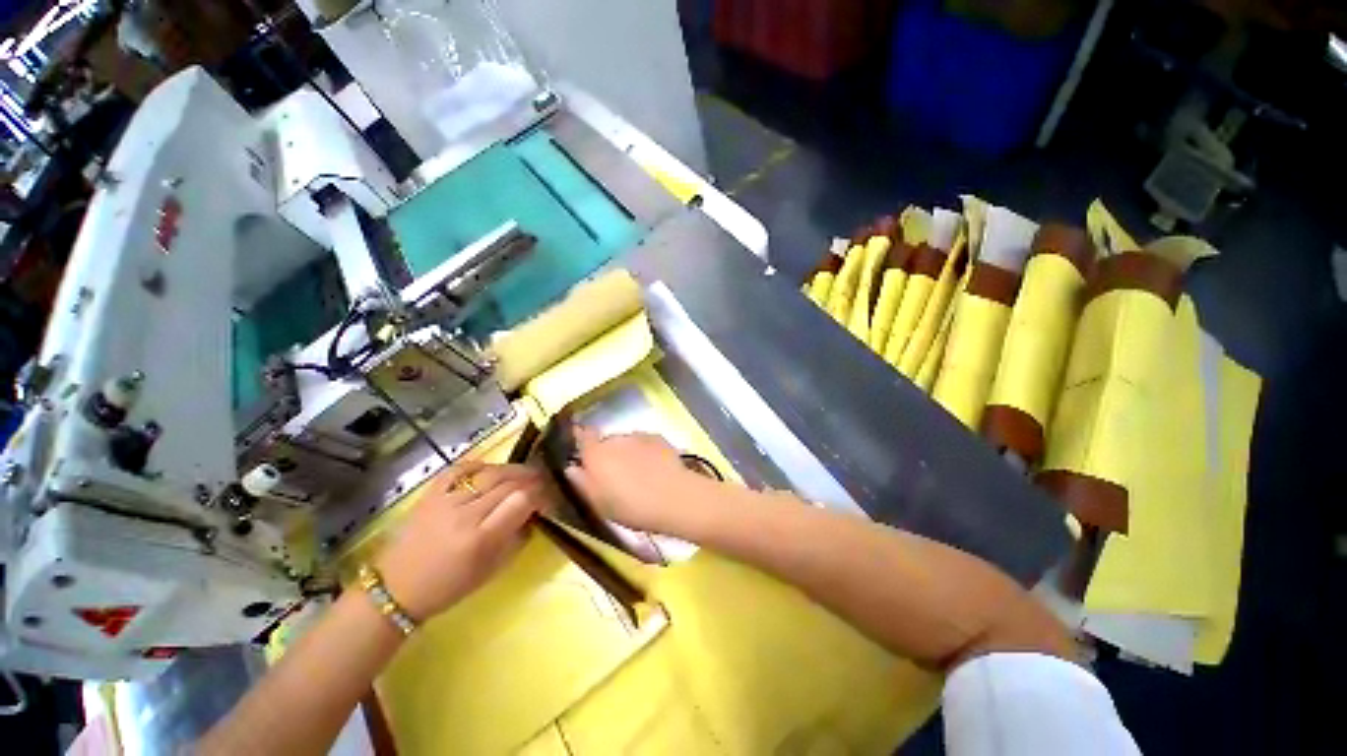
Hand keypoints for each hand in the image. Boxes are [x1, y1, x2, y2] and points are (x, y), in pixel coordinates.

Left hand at [376, 462, 545, 620]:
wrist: (395, 589)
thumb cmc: (448, 587)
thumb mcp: (491, 571)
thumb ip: (517, 539)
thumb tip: (533, 514)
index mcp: (481, 539)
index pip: (522, 500)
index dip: (541, 495)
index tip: (548, 499)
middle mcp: (465, 514)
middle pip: (509, 482)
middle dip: (532, 480)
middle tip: (542, 482)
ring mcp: (446, 500)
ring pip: (490, 472)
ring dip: (513, 470)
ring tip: (524, 473)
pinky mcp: (431, 494)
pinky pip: (460, 469)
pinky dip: (480, 465)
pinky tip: (490, 469)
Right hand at [564, 427, 700, 531]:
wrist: (674, 497)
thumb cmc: (630, 505)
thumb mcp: (599, 503)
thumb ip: (582, 483)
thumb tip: (572, 468)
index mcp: (596, 454)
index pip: (583, 435)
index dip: (582, 439)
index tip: (584, 449)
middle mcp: (615, 438)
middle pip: (606, 442)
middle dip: (608, 454)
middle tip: (615, 475)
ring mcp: (639, 436)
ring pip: (627, 442)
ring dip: (628, 453)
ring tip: (638, 474)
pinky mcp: (658, 438)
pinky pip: (645, 443)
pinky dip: (646, 452)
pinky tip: (654, 469)